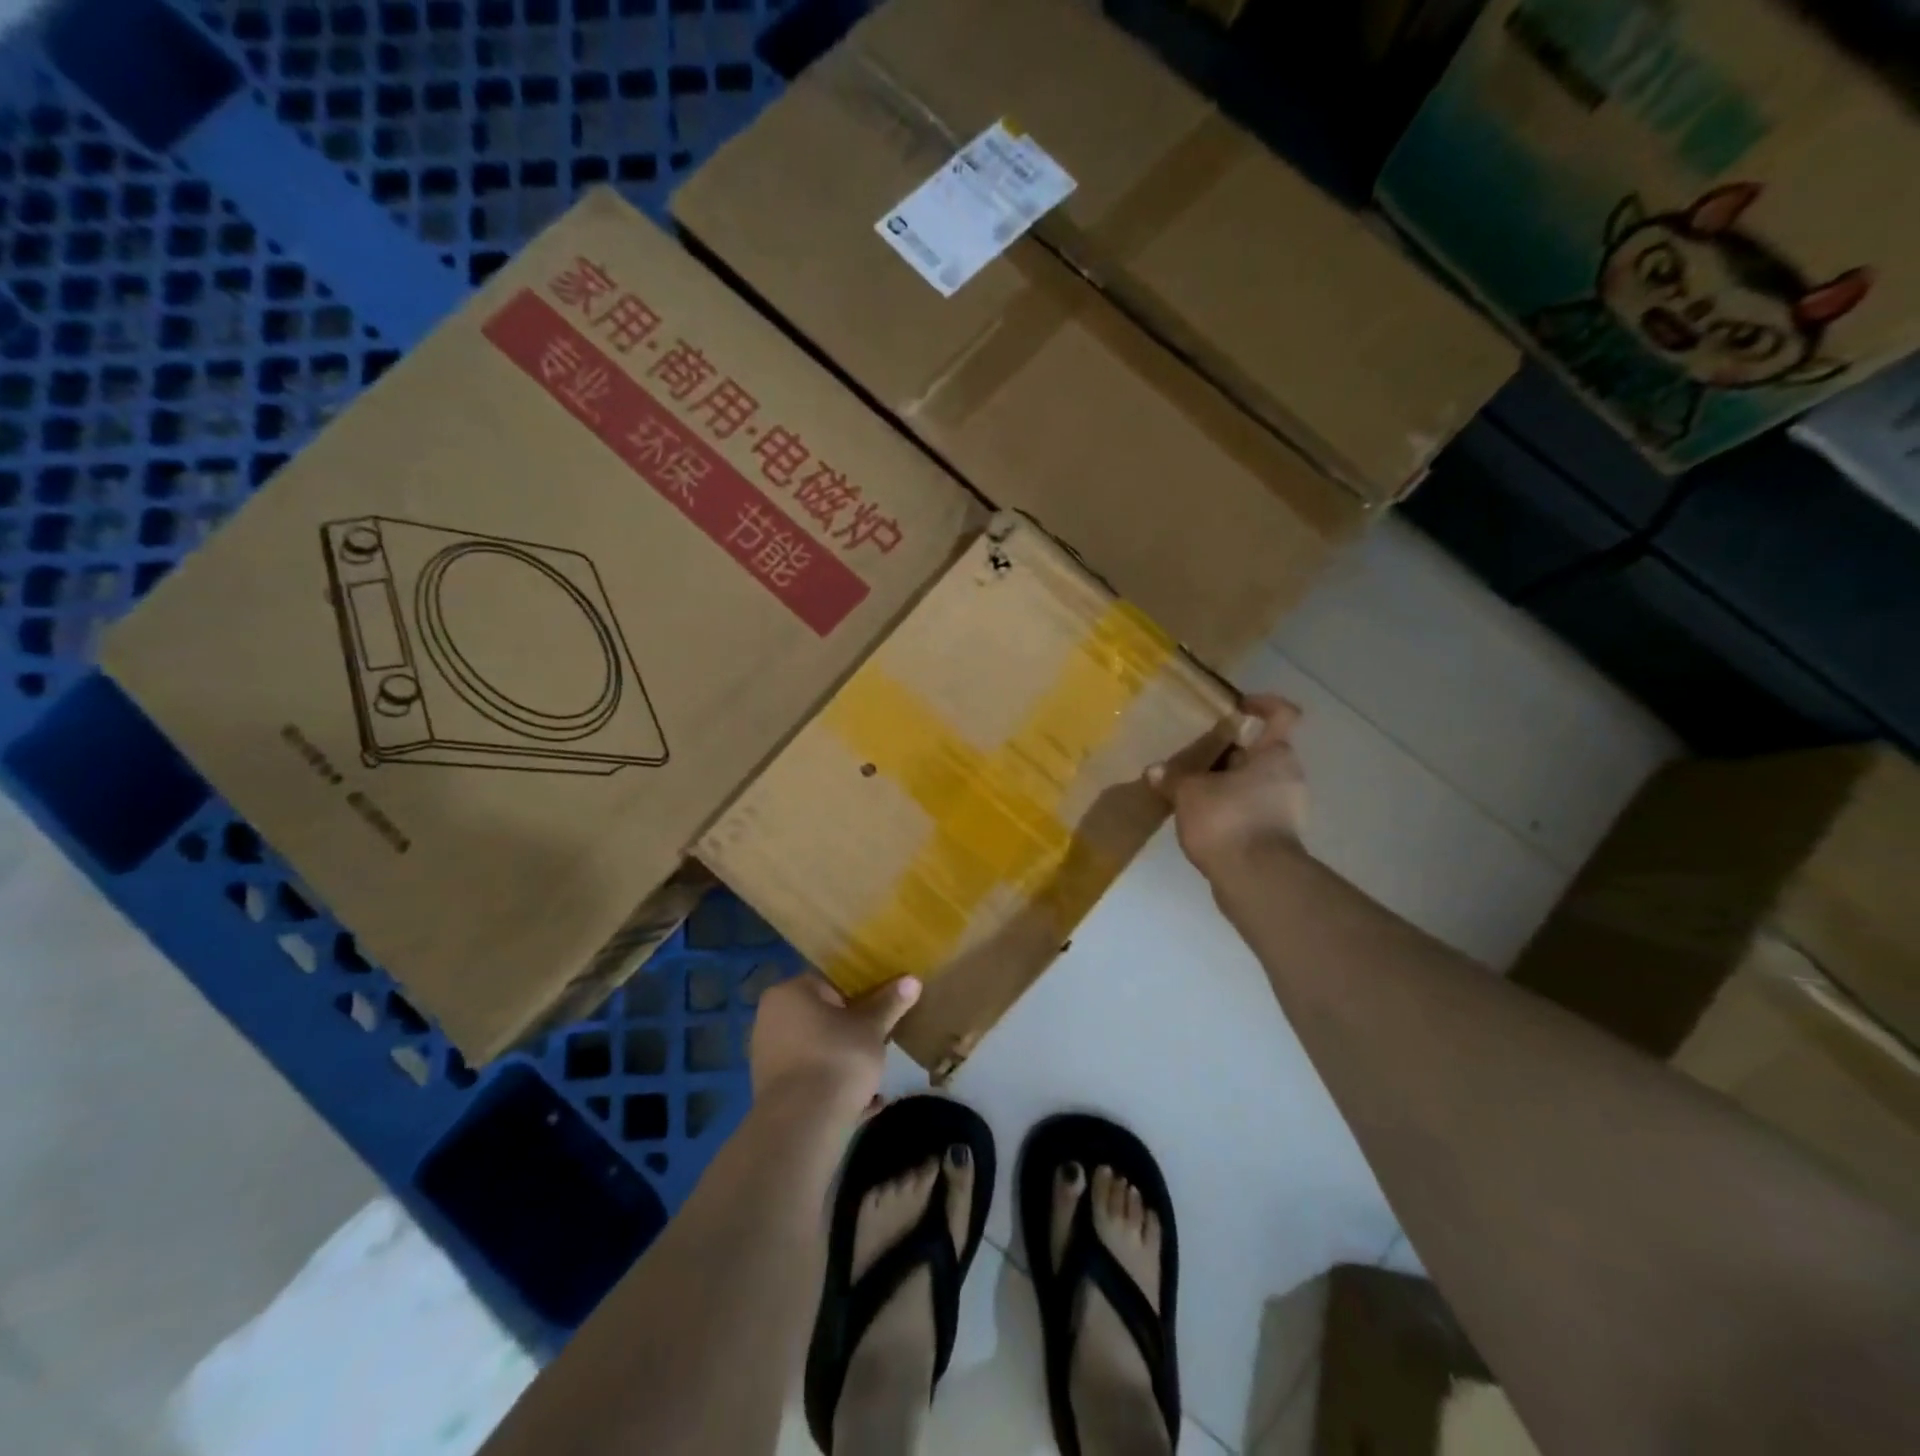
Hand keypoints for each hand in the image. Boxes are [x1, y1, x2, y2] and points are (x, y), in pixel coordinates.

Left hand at [749, 971, 920, 1124]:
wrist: (803, 1124)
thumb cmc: (838, 1058)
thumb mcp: (872, 1028)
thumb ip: (890, 1002)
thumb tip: (912, 980)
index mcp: (790, 992)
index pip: (829, 981)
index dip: (859, 992)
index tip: (880, 1007)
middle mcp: (770, 1018)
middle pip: (820, 1015)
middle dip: (850, 1027)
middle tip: (878, 1038)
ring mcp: (767, 1055)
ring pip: (815, 1048)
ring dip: (842, 1057)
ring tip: (873, 1072)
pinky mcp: (771, 1090)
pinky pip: (809, 1078)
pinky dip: (831, 1083)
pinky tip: (862, 1101)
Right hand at [1147, 693, 1306, 877]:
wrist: (1256, 880)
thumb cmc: (1228, 820)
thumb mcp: (1189, 793)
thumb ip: (1173, 778)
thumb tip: (1155, 771)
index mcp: (1275, 755)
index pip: (1281, 715)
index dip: (1262, 704)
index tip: (1237, 706)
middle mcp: (1288, 777)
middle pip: (1259, 753)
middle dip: (1228, 753)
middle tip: (1195, 757)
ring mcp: (1287, 809)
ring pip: (1254, 783)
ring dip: (1227, 784)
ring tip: (1191, 790)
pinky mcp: (1278, 837)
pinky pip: (1251, 810)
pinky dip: (1230, 810)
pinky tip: (1201, 819)